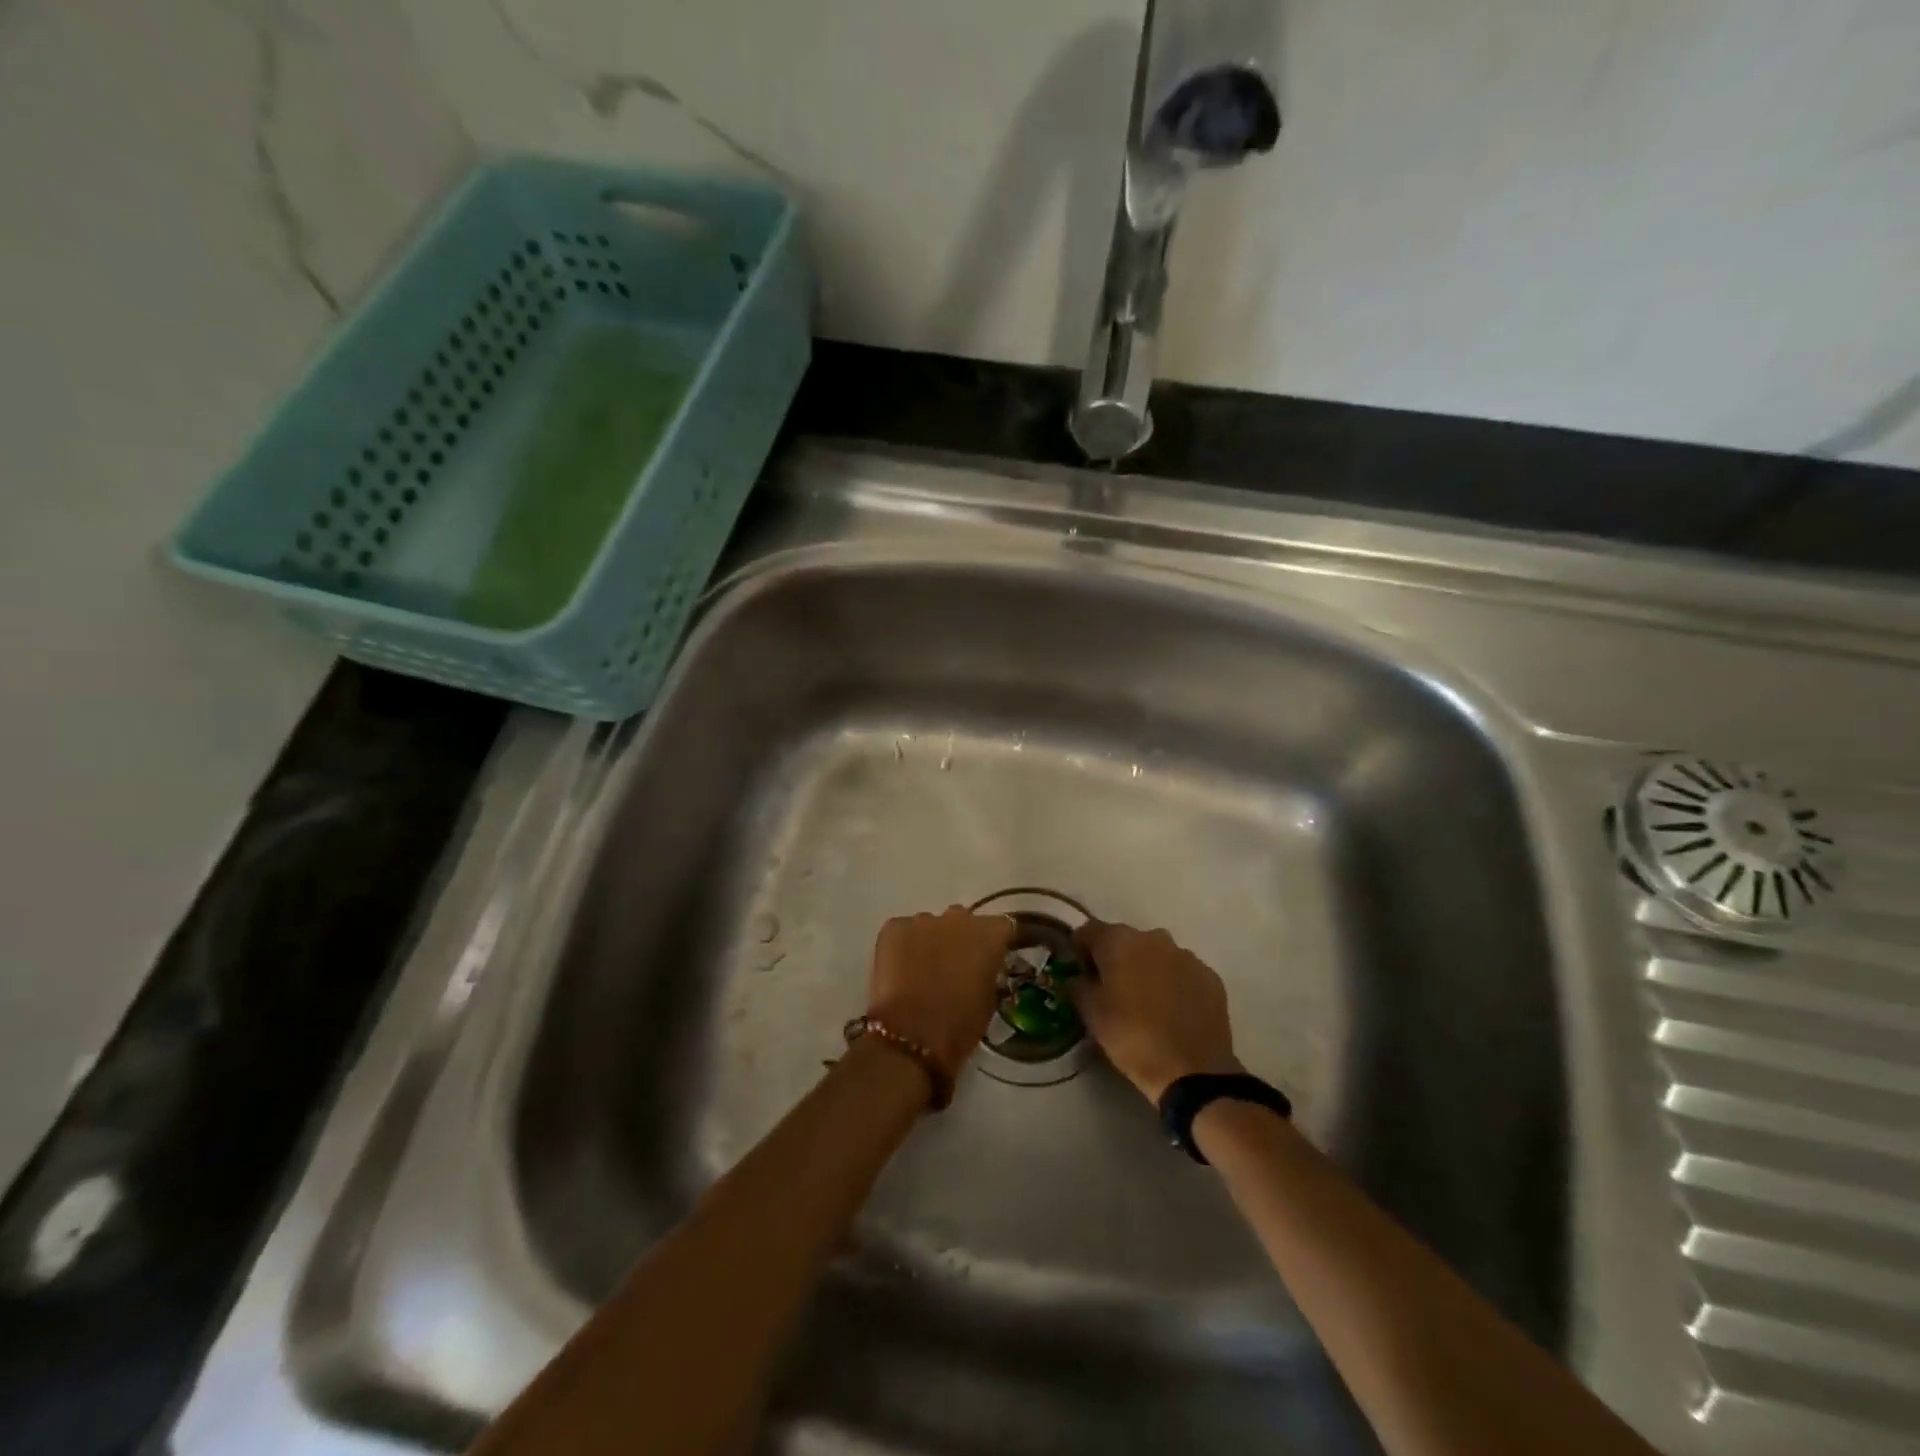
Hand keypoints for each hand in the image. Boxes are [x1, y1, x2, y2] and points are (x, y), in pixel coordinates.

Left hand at [867, 907, 1014, 1083]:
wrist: (912, 1035)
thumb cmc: (960, 1024)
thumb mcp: (989, 1000)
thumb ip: (989, 972)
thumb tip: (982, 967)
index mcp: (989, 934)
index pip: (1003, 926)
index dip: (998, 942)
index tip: (995, 957)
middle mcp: (958, 918)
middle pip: (964, 921)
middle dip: (962, 939)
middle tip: (957, 966)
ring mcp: (923, 920)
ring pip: (932, 926)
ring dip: (933, 942)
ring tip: (924, 971)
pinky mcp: (893, 928)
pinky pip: (904, 931)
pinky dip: (905, 946)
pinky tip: (901, 970)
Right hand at [1070, 922, 1240, 1102]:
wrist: (1192, 1070)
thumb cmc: (1132, 1037)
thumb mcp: (1091, 1014)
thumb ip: (1078, 986)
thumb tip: (1076, 976)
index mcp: (1120, 941)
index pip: (1090, 930)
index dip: (1080, 947)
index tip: (1077, 969)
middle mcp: (1154, 938)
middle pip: (1125, 940)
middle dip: (1115, 958)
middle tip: (1110, 988)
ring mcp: (1186, 956)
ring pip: (1156, 954)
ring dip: (1146, 968)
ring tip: (1143, 1000)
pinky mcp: (1210, 976)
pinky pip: (1182, 972)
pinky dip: (1173, 983)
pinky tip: (1171, 1010)